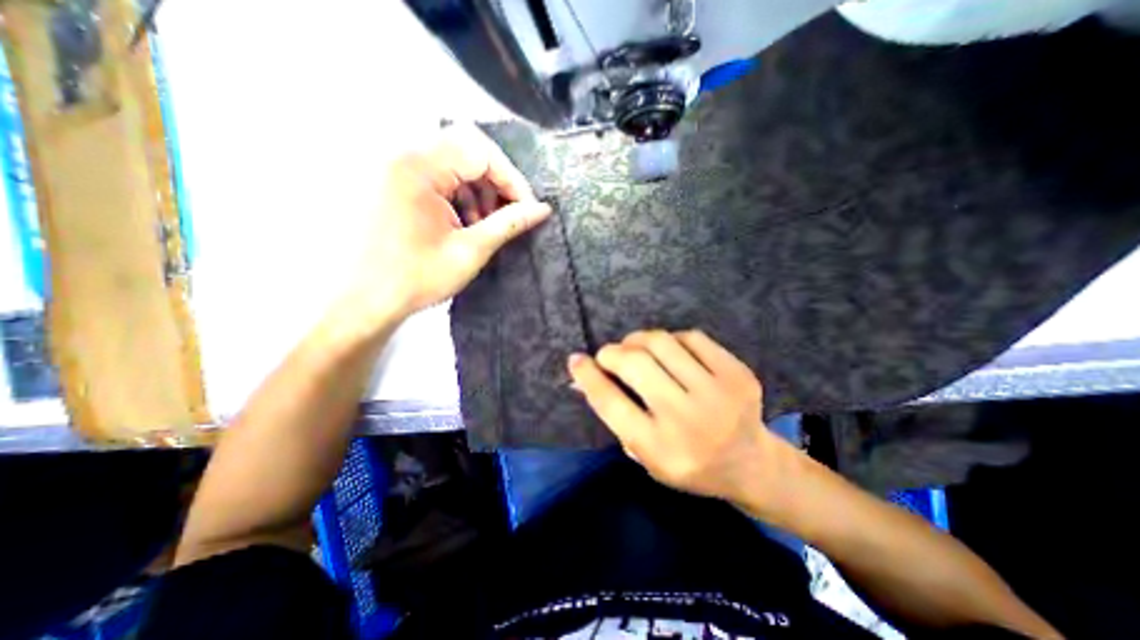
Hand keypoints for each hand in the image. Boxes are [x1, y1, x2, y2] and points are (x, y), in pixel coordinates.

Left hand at [338, 122, 552, 327]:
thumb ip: (508, 224)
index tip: (528, 208)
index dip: (511, 179)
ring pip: (453, 161)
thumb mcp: (471, 251)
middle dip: (496, 180)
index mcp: (418, 168)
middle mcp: (402, 156)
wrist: (366, 300)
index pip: (480, 152)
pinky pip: (437, 174)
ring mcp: (394, 167)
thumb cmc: (418, 278)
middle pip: (466, 148)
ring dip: (478, 188)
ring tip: (485, 223)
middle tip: (507, 212)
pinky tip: (465, 221)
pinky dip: (460, 193)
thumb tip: (542, 209)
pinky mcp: (393, 180)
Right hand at [566, 331, 795, 508]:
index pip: (611, 403)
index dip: (588, 377)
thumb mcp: (646, 456)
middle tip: (609, 354)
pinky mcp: (737, 373)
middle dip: (612, 353)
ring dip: (638, 340)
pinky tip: (670, 350)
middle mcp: (687, 420)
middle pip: (635, 365)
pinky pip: (691, 337)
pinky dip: (671, 339)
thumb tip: (585, 379)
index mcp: (660, 449)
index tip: (576, 360)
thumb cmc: (689, 464)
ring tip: (635, 347)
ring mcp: (717, 393)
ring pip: (662, 343)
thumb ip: (617, 417)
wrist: (751, 464)